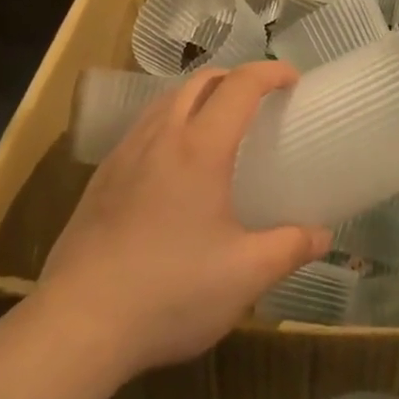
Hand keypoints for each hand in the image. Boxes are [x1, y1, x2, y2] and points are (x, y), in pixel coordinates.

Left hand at [37, 62, 330, 376]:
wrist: (75, 326)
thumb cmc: (170, 292)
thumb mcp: (244, 276)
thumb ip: (289, 248)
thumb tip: (322, 236)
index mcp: (200, 148)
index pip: (240, 86)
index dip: (270, 73)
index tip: (292, 79)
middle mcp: (161, 137)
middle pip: (199, 81)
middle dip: (234, 78)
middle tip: (258, 100)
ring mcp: (124, 155)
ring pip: (165, 101)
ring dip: (198, 96)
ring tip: (217, 125)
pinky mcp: (100, 180)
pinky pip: (142, 128)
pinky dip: (169, 122)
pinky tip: (172, 165)